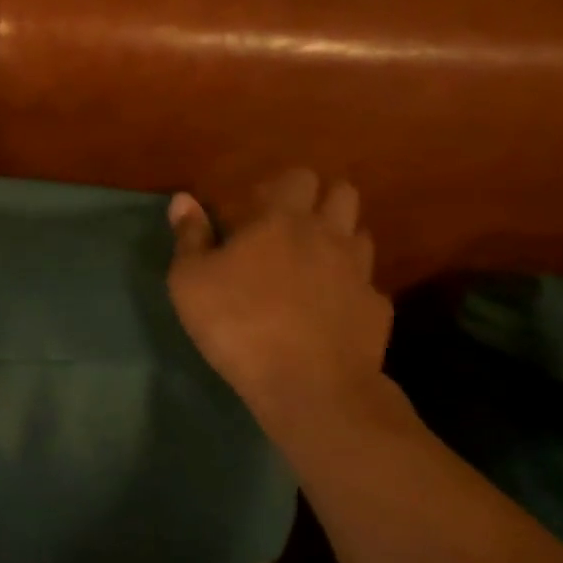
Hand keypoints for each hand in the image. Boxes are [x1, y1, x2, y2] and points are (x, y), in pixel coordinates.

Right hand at [167, 170, 391, 419]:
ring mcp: (359, 271)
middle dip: (320, 200)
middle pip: (342, 193)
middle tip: (290, 227)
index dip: (280, 186)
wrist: (309, 385)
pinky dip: (351, 290)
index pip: (297, 177)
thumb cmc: (238, 322)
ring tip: (312, 265)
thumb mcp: (190, 280)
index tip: (255, 208)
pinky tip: (330, 311)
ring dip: (339, 241)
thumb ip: (190, 236)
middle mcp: (327, 235)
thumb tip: (184, 199)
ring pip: (360, 235)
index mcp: (281, 219)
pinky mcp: (377, 309)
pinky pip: (368, 286)